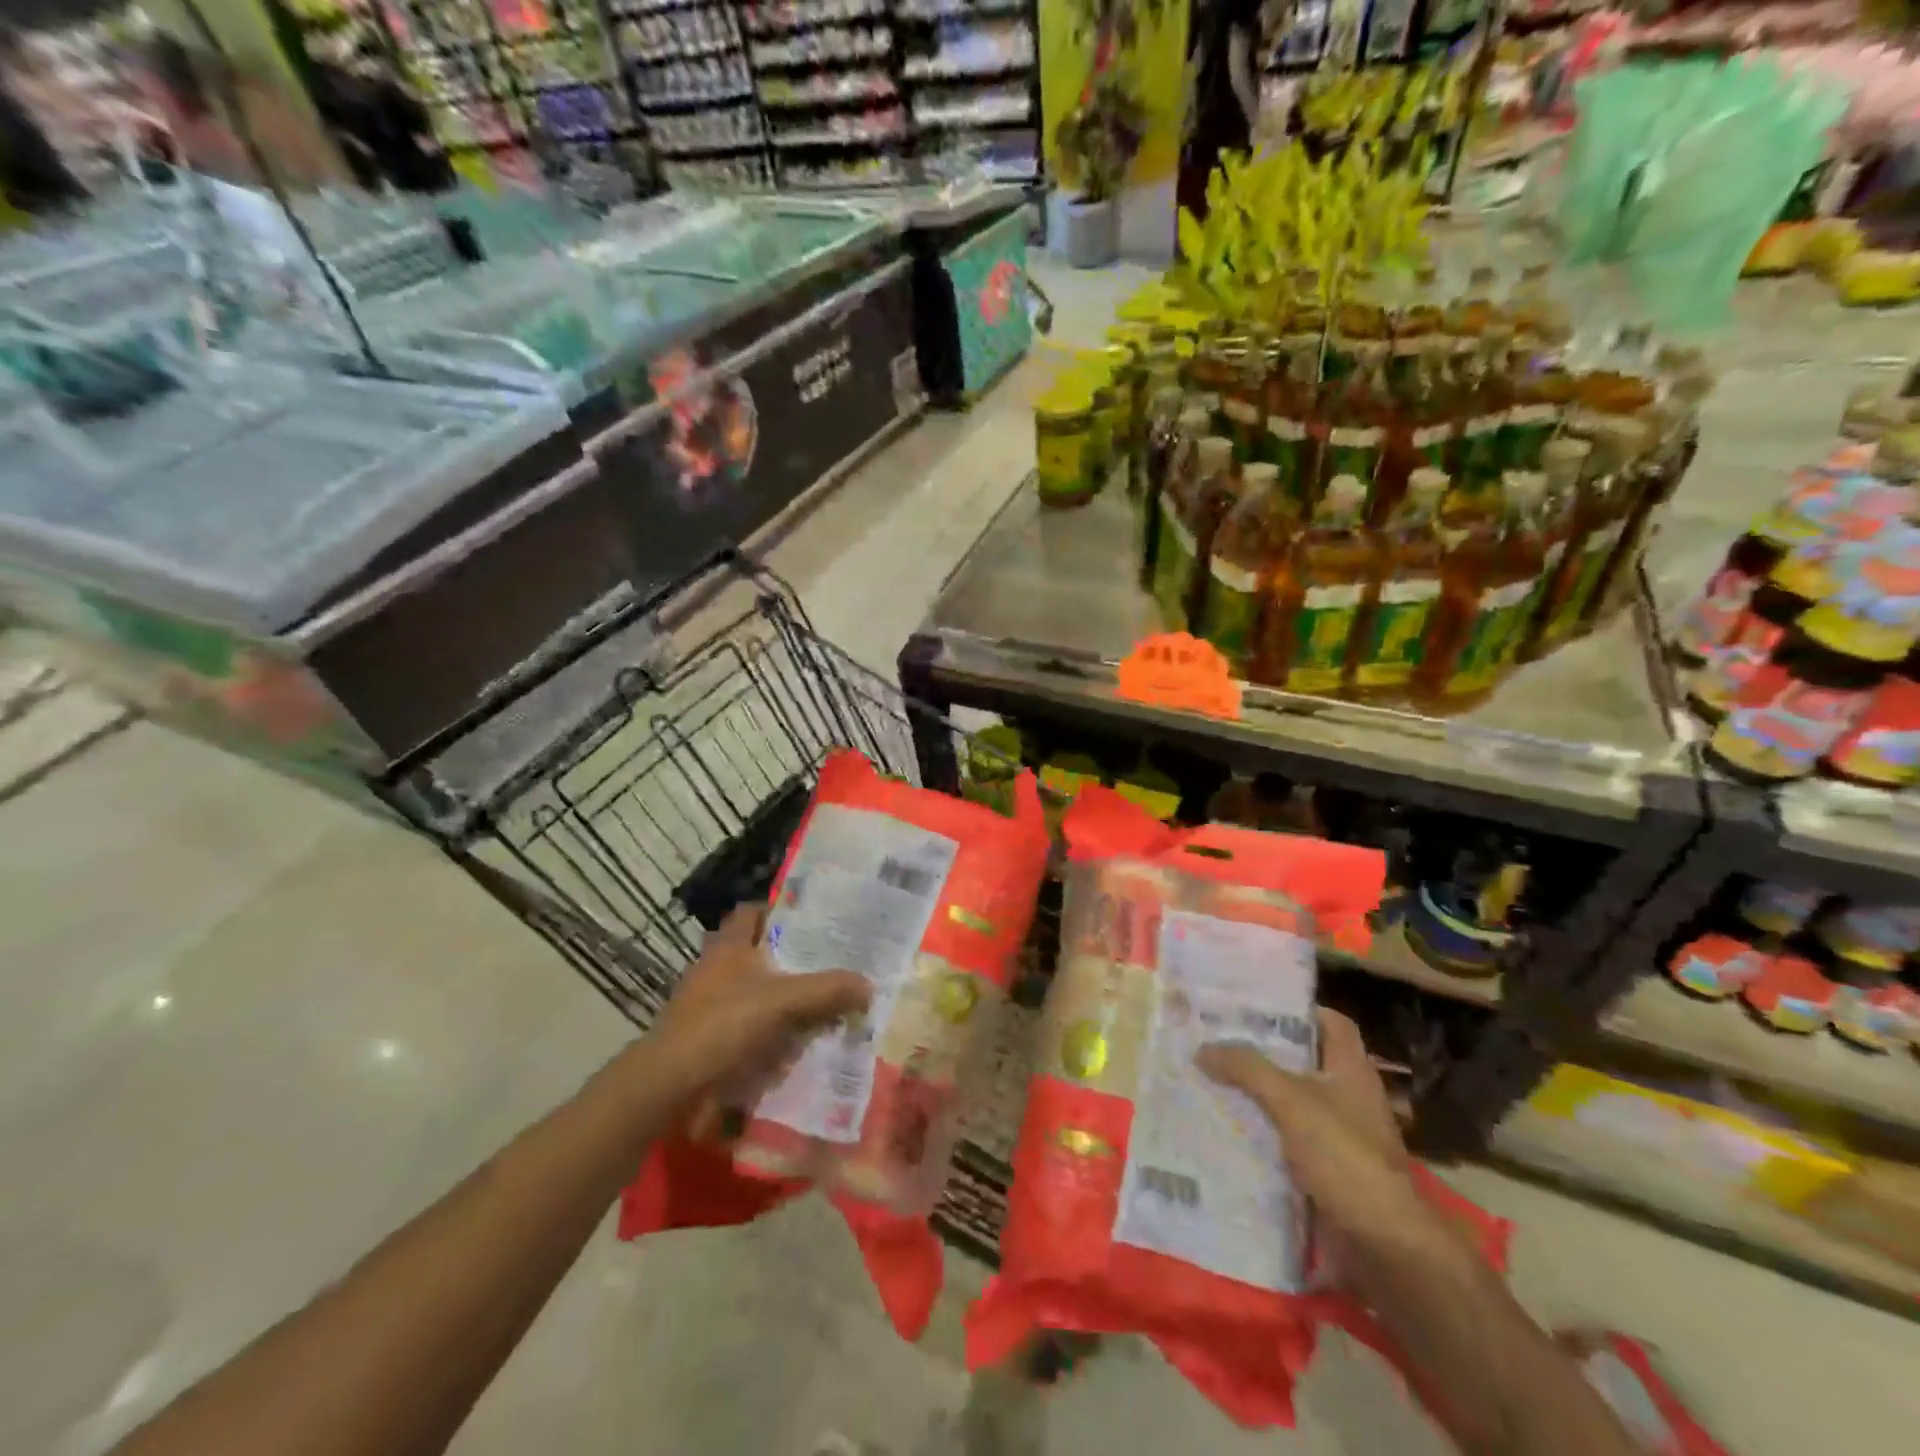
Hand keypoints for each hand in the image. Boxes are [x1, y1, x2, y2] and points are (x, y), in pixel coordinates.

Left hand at [647, 904, 868, 1102]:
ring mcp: (705, 1003)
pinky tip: (792, 1044)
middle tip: (828, 965)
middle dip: (789, 959)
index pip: (752, 912)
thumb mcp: (783, 1002)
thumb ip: (827, 991)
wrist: (668, 1084)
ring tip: (819, 1006)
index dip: (779, 911)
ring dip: (780, 998)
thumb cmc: (723, 1025)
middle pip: (756, 952)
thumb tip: (868, 985)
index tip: (812, 921)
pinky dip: (766, 1030)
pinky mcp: (704, 1036)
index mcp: (728, 946)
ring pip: (751, 990)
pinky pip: (744, 1024)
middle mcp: (714, 967)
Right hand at [1199, 1011, 1435, 1271]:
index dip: (1298, 1010)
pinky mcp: (1328, 1172)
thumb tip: (1202, 1049)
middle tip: (1218, 1041)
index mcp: (1351, 1070)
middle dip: (1262, 1053)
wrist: (1383, 1246)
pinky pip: (1287, 1141)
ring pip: (1291, 1103)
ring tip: (1211, 1081)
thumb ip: (1246, 1068)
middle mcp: (1349, 1097)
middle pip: (1304, 1062)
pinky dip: (1261, 1134)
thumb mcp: (1290, 1100)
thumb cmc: (1344, 1156)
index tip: (1255, 1006)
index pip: (1331, 1023)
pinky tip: (1226, 1130)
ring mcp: (1340, 1137)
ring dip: (1257, 1095)